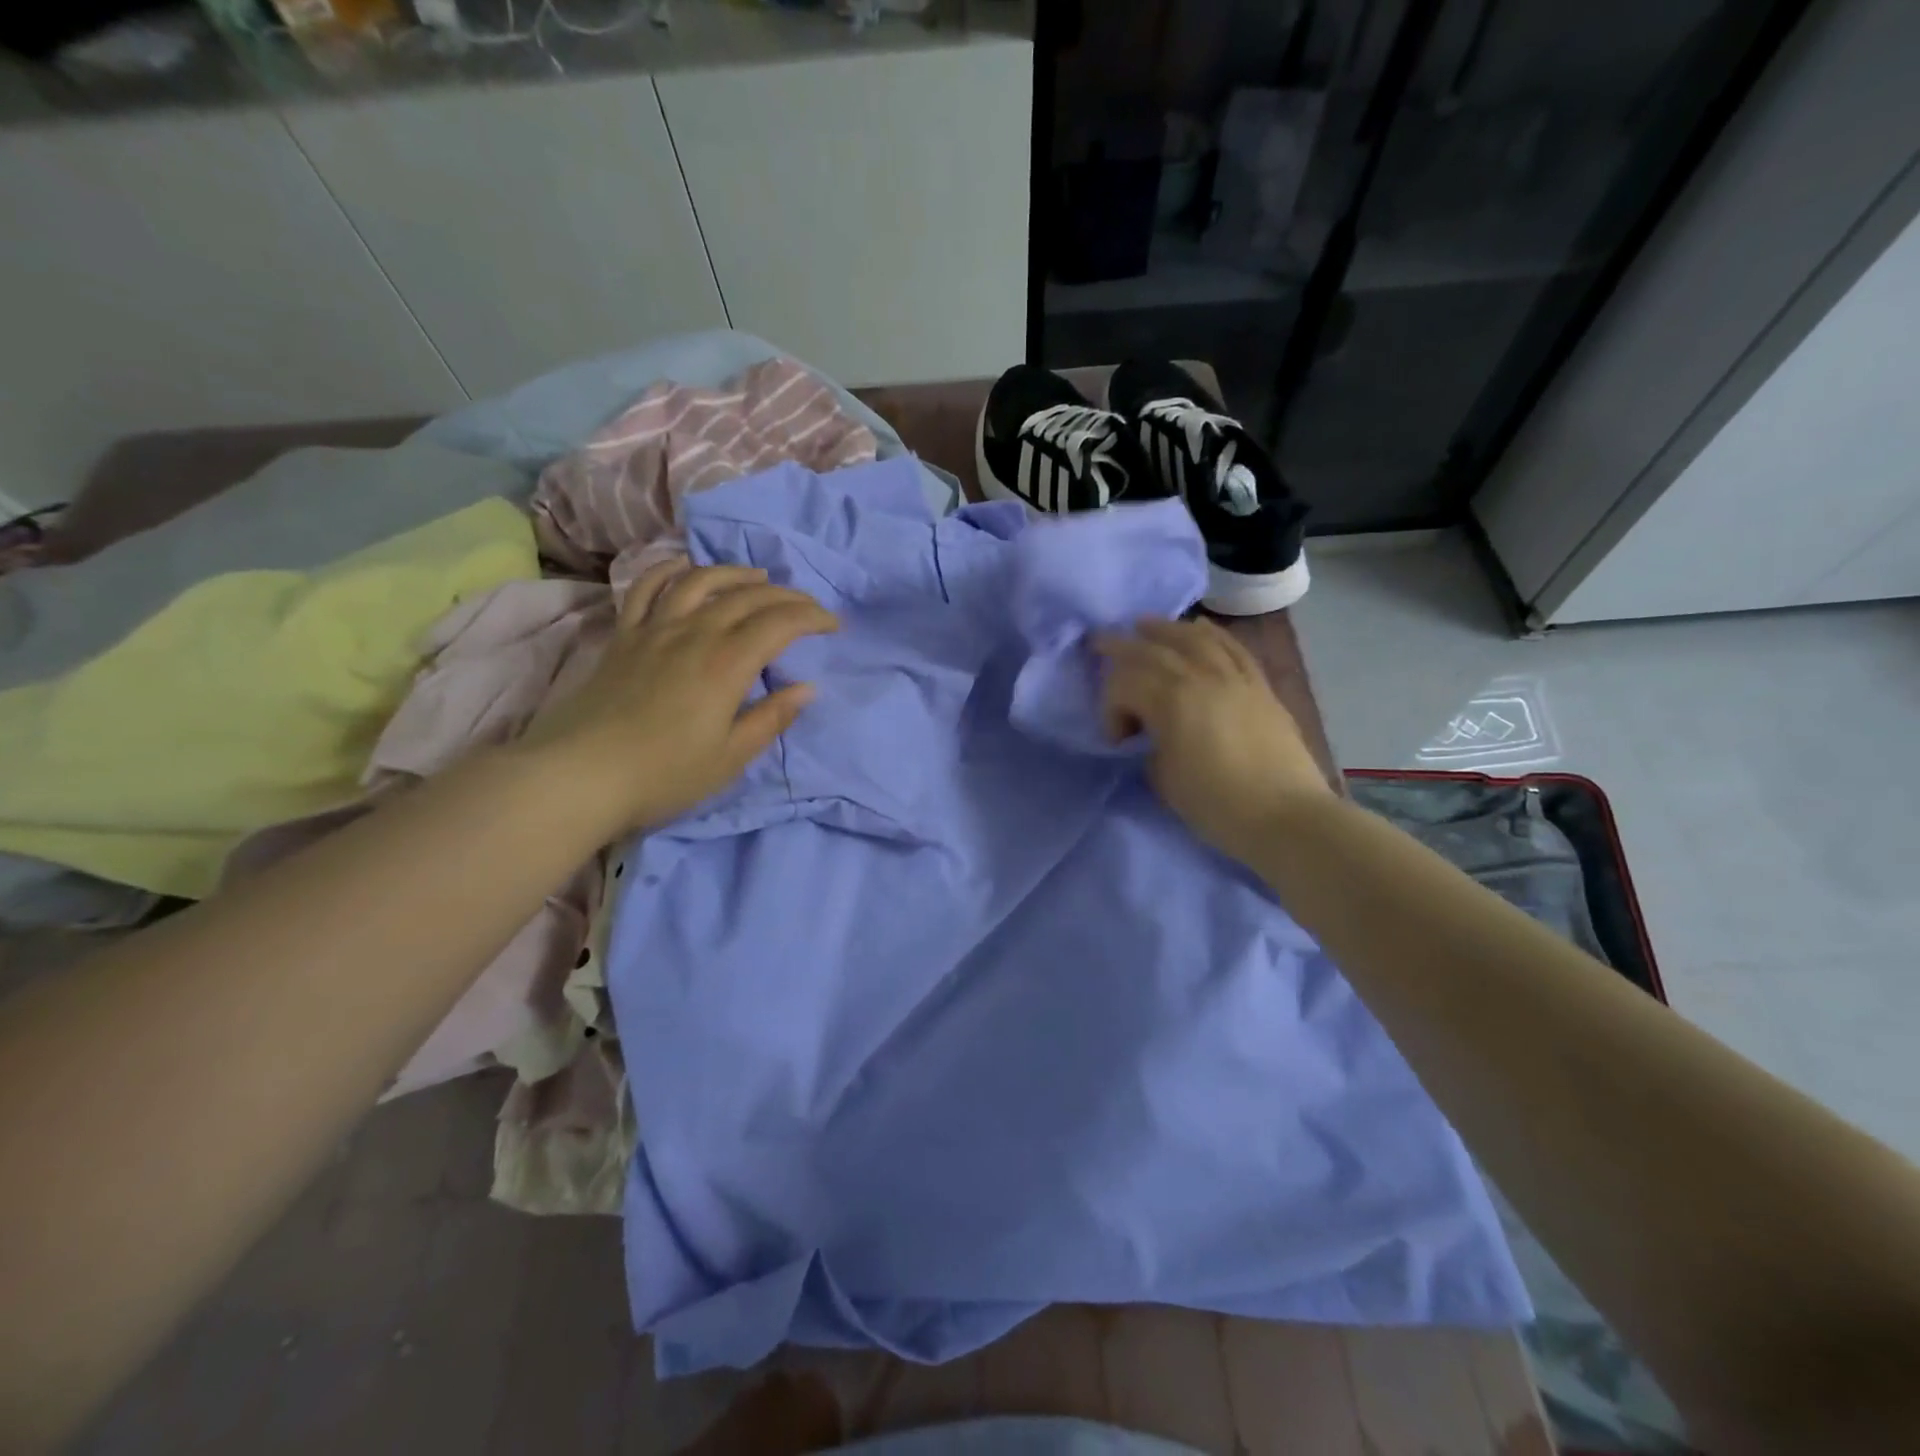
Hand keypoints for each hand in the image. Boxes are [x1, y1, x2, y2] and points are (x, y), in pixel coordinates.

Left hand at [519, 559, 837, 833]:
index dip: (812, 617)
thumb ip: (771, 718)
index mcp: (727, 664)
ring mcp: (654, 630)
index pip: (780, 623)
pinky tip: (683, 567)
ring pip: (700, 582)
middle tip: (807, 606)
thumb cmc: (664, 774)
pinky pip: (646, 589)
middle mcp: (694, 634)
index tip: (834, 625)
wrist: (579, 776)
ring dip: (735, 573)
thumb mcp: (730, 757)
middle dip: (786, 595)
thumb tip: (806, 688)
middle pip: (747, 597)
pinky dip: (668, 571)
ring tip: (757, 578)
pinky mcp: (623, 637)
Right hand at [1093, 617, 1332, 862]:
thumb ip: (1151, 746)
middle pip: (1153, 649)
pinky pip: (1232, 647)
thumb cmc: (1217, 805)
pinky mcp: (1259, 686)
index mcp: (1172, 700)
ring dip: (1164, 629)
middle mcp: (1202, 676)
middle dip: (1121, 647)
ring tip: (1144, 625)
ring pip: (1194, 638)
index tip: (1118, 740)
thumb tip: (1154, 734)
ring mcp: (1235, 677)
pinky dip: (1210, 634)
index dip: (1110, 706)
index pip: (1125, 683)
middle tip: (1099, 643)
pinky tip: (1198, 628)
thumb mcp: (1163, 779)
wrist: (1285, 816)